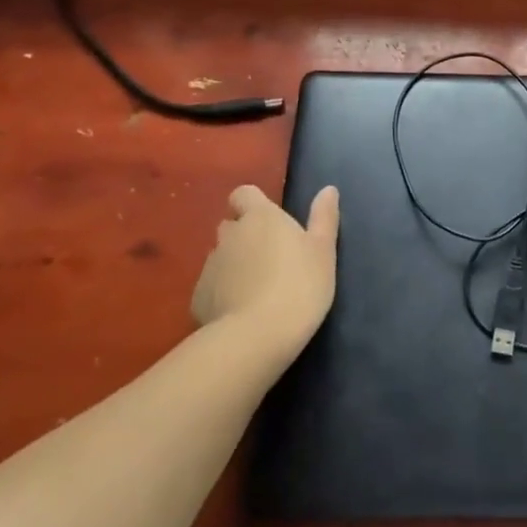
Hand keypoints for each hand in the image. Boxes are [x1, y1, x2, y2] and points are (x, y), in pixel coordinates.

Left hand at [192, 184, 338, 354]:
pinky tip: (239, 312)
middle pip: (231, 226)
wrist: (256, 337)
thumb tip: (328, 189)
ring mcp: (210, 266)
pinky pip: (211, 287)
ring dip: (234, 265)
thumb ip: (324, 217)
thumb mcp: (323, 251)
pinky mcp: (198, 297)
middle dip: (244, 236)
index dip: (253, 204)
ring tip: (255, 290)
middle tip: (269, 259)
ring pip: (220, 257)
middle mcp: (230, 235)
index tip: (270, 222)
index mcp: (260, 217)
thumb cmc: (299, 286)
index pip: (244, 194)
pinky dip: (222, 293)